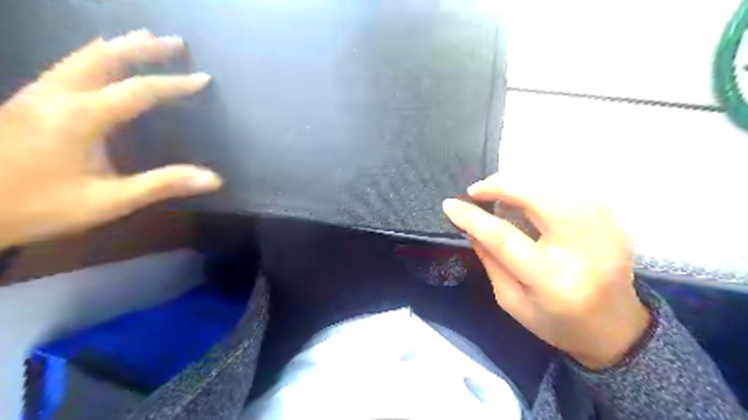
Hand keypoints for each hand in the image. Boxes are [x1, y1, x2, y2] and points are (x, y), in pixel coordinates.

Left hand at [0, 31, 221, 250]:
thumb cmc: (41, 206)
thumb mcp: (110, 201)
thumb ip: (162, 185)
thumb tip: (213, 179)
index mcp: (81, 117)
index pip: (138, 90)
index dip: (174, 83)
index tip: (203, 78)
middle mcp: (57, 95)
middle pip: (105, 57)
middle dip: (143, 48)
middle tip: (175, 42)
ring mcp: (37, 93)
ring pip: (81, 55)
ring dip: (119, 45)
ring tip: (145, 38)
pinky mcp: (27, 100)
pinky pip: (68, 64)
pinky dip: (95, 54)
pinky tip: (102, 58)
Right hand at [443, 175, 648, 367]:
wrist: (615, 329)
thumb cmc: (556, 322)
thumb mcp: (511, 301)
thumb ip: (490, 261)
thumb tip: (471, 226)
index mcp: (551, 279)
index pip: (503, 237)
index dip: (473, 217)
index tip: (450, 204)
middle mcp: (582, 249)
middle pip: (537, 198)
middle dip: (501, 185)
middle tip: (477, 190)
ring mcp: (605, 230)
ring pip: (556, 186)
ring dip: (521, 182)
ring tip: (499, 191)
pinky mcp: (614, 221)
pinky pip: (573, 189)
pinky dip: (544, 186)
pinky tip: (529, 194)